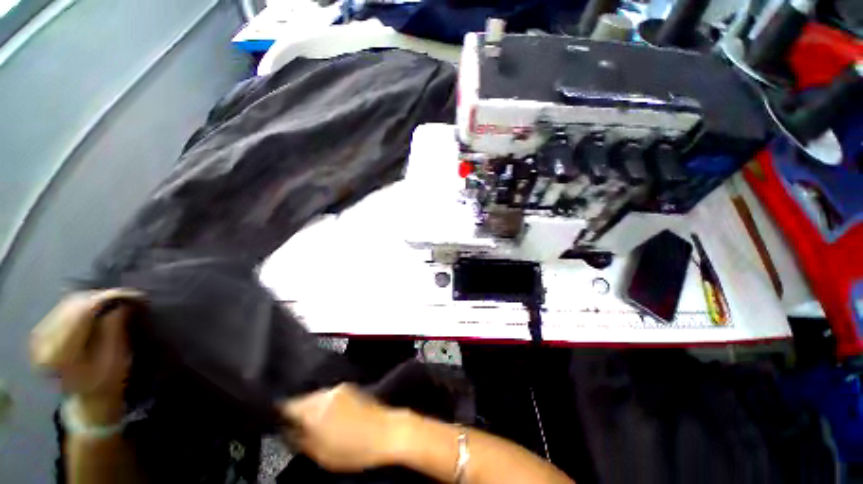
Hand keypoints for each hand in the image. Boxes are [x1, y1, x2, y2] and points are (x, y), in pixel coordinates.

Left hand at [31, 289, 142, 423]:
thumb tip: (121, 303)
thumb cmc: (105, 381)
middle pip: (72, 306)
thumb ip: (114, 330)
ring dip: (92, 299)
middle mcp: (43, 341)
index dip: (107, 299)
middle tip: (126, 295)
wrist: (87, 397)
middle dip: (100, 297)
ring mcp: (39, 336)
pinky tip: (97, 305)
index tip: (133, 294)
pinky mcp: (43, 332)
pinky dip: (82, 304)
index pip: (82, 313)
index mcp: (60, 352)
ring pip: (67, 304)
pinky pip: (63, 308)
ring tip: (114, 299)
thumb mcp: (115, 359)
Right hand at [281, 384, 410, 471]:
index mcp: (315, 409)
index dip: (280, 415)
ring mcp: (341, 388)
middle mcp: (327, 393)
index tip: (278, 423)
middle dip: (299, 413)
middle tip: (298, 430)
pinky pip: (330, 395)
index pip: (287, 406)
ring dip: (313, 409)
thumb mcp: (320, 454)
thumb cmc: (355, 449)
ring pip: (317, 397)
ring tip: (319, 427)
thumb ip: (298, 441)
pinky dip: (326, 405)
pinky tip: (334, 420)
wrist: (388, 432)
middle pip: (303, 400)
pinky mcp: (352, 388)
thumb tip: (286, 432)